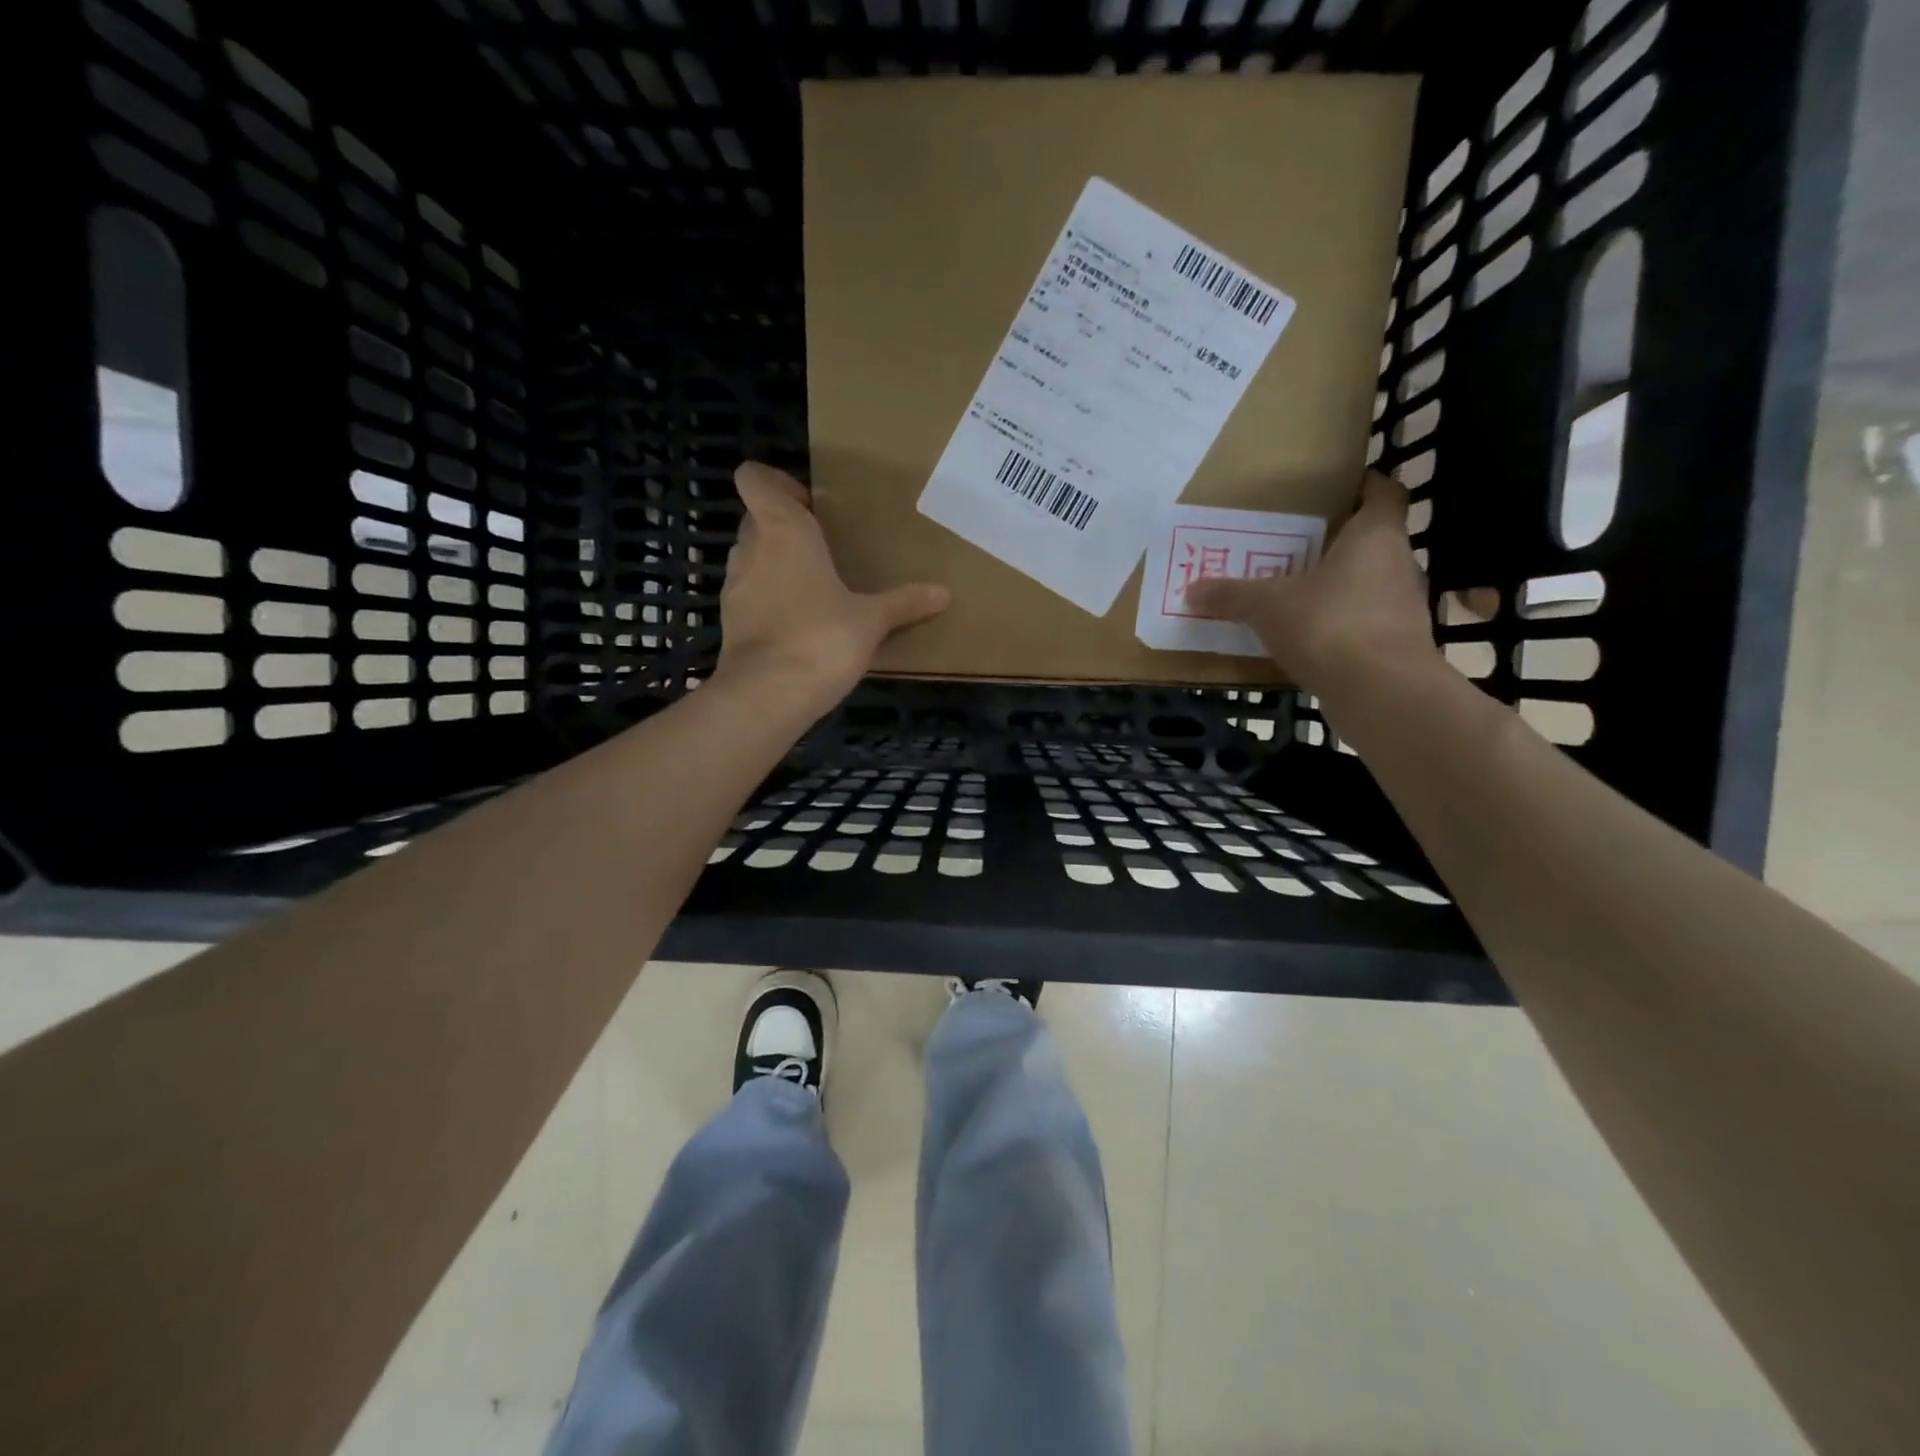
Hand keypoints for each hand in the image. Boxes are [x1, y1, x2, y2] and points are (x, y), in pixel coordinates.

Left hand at [714, 461, 948, 712]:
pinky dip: (768, 599)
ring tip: (814, 586)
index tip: (809, 504)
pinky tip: (798, 623)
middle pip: (756, 518)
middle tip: (824, 546)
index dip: (775, 482)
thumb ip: (904, 603)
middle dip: (784, 526)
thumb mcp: (872, 621)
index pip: (755, 480)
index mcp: (783, 531)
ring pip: (750, 557)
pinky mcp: (730, 622)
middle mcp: (751, 550)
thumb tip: (943, 593)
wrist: (768, 695)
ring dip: (775, 563)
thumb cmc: (822, 638)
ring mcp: (734, 587)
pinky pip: (749, 595)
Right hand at [1185, 471, 1436, 699]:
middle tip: (1296, 549)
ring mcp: (1404, 609)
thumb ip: (1231, 595)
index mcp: (1376, 537)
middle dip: (1337, 545)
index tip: (1339, 490)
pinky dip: (1341, 626)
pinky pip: (1365, 624)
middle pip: (1372, 543)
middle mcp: (1399, 565)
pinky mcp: (1398, 647)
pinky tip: (1308, 640)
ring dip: (1338, 589)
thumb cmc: (1330, 625)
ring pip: (1369, 586)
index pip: (1385, 494)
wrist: (1381, 693)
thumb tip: (1191, 589)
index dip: (1365, 487)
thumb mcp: (1267, 606)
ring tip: (1296, 596)